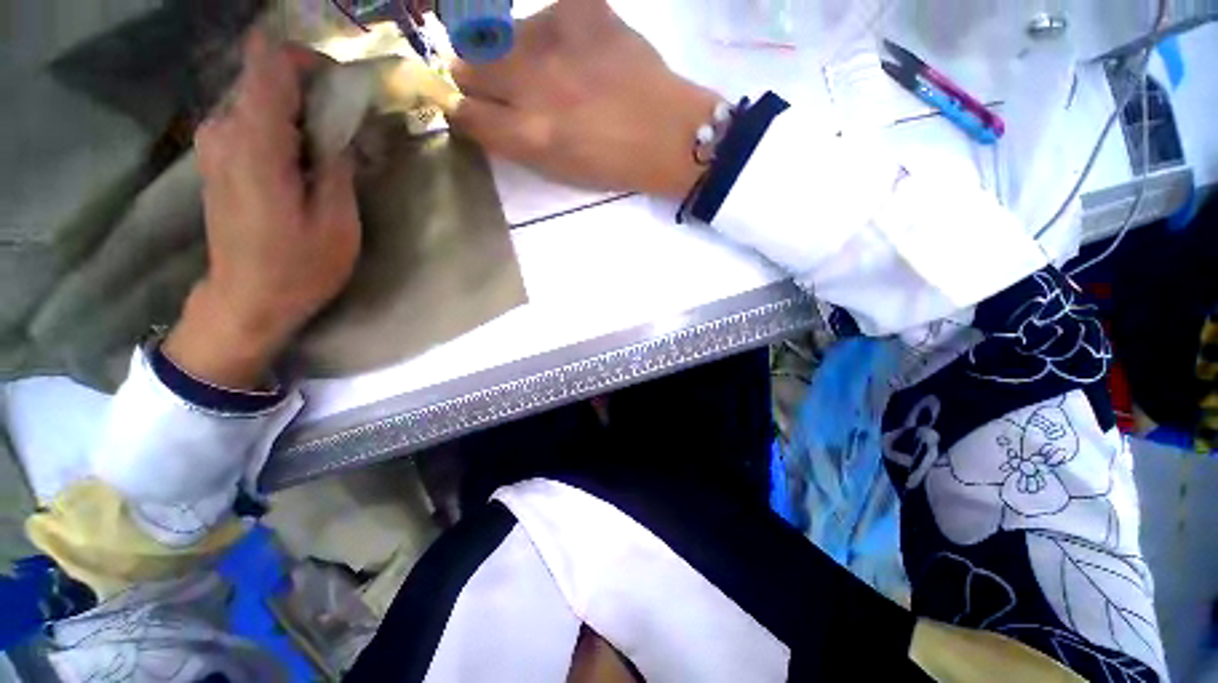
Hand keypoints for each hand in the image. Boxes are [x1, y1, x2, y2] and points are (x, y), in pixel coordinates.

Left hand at [163, 32, 360, 388]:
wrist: (246, 299)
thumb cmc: (298, 267)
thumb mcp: (337, 221)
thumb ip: (336, 163)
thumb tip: (342, 124)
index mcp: (254, 143)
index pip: (270, 63)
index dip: (309, 61)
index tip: (344, 88)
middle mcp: (224, 130)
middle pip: (267, 78)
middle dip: (312, 93)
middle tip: (349, 131)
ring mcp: (214, 143)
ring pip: (261, 98)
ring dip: (299, 113)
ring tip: (331, 151)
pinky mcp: (217, 157)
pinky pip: (251, 120)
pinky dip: (282, 127)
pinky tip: (305, 161)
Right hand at [449, 0, 719, 198]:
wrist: (667, 134)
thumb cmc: (611, 163)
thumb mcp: (556, 169)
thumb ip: (511, 140)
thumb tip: (475, 110)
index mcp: (528, 134)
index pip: (463, 111)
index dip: (462, 109)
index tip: (471, 107)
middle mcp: (531, 83)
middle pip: (469, 64)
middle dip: (479, 77)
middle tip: (510, 88)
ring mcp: (555, 39)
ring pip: (502, 35)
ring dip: (515, 53)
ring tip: (554, 72)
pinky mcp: (582, 8)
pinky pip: (546, 12)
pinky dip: (554, 30)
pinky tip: (578, 49)